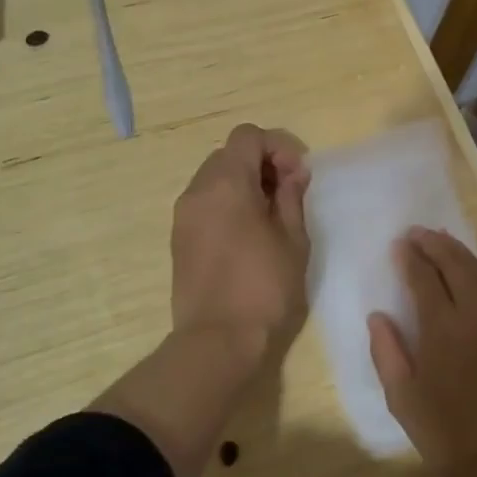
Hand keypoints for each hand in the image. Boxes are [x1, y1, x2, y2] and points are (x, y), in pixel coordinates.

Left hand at [170, 124, 311, 365]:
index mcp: (226, 183)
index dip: (277, 147)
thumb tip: (292, 173)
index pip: (248, 136)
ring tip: (269, 216)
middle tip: (287, 194)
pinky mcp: (179, 237)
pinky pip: (205, 202)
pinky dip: (227, 203)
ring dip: (243, 184)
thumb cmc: (264, 287)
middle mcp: (197, 190)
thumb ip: (292, 196)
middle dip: (261, 163)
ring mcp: (183, 215)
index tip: (297, 176)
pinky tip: (247, 234)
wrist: (218, 341)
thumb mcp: (293, 239)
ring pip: (215, 177)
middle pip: (229, 154)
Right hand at [368, 227, 476, 476]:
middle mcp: (475, 317)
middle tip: (417, 232)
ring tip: (441, 240)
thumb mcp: (403, 400)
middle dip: (436, 243)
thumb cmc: (448, 435)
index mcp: (443, 330)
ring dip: (458, 252)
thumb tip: (378, 316)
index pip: (425, 278)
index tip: (400, 244)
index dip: (411, 257)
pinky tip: (467, 276)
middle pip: (457, 264)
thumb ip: (388, 353)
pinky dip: (476, 273)